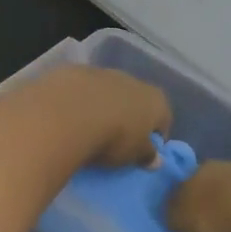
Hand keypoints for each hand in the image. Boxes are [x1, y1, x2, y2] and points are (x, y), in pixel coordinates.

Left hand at [22, 63, 170, 167]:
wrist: (67, 113)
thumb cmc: (112, 138)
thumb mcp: (133, 155)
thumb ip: (147, 156)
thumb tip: (156, 160)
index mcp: (155, 99)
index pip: (163, 118)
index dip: (154, 136)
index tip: (143, 151)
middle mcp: (132, 80)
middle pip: (134, 101)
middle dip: (127, 117)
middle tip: (114, 140)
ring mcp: (102, 72)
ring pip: (106, 92)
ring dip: (101, 106)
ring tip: (88, 129)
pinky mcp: (73, 71)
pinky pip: (81, 89)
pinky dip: (77, 100)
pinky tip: (68, 116)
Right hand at [168, 160, 230, 231]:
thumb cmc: (220, 216)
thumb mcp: (180, 220)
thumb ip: (172, 215)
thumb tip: (174, 214)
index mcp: (200, 168)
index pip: (186, 185)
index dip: (184, 206)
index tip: (186, 228)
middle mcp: (228, 168)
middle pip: (214, 194)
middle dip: (212, 215)